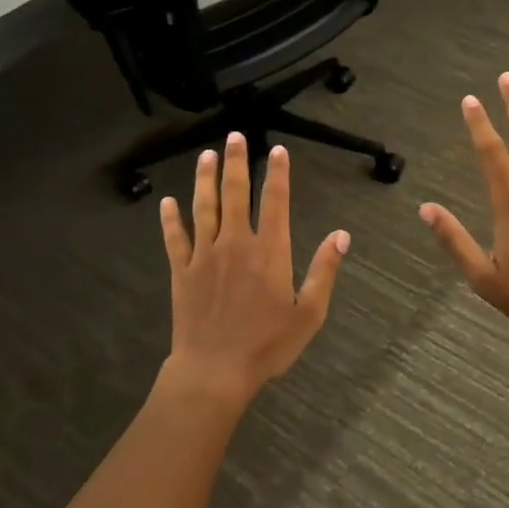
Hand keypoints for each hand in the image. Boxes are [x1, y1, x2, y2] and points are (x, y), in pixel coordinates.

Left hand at [158, 133, 349, 405]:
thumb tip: (341, 235)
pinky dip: (171, 219)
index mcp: (270, 252)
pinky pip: (175, 238)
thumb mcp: (309, 313)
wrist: (214, 371)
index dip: (277, 173)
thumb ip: (323, 271)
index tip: (277, 150)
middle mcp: (236, 244)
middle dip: (236, 162)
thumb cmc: (267, 345)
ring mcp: (205, 255)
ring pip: (204, 207)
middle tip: (234, 136)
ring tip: (206, 155)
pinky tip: (167, 201)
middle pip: (236, 194)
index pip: (275, 202)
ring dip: (205, 179)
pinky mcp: (182, 271)